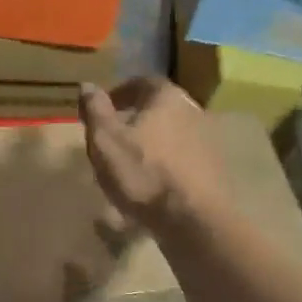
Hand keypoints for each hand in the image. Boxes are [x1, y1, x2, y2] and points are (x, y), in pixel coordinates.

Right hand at [78, 78, 225, 234]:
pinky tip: (152, 184)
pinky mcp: (214, 170)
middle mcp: (193, 111)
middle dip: (137, 119)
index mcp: (167, 97)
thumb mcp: (105, 140)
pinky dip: (166, 164)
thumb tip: (87, 84)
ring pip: (172, 134)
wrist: (193, 219)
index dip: (120, 93)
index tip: (104, 108)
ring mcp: (208, 141)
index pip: (142, 82)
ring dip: (152, 143)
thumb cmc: (143, 173)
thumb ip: (95, 110)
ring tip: (130, 164)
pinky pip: (183, 158)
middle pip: (160, 108)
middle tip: (114, 136)